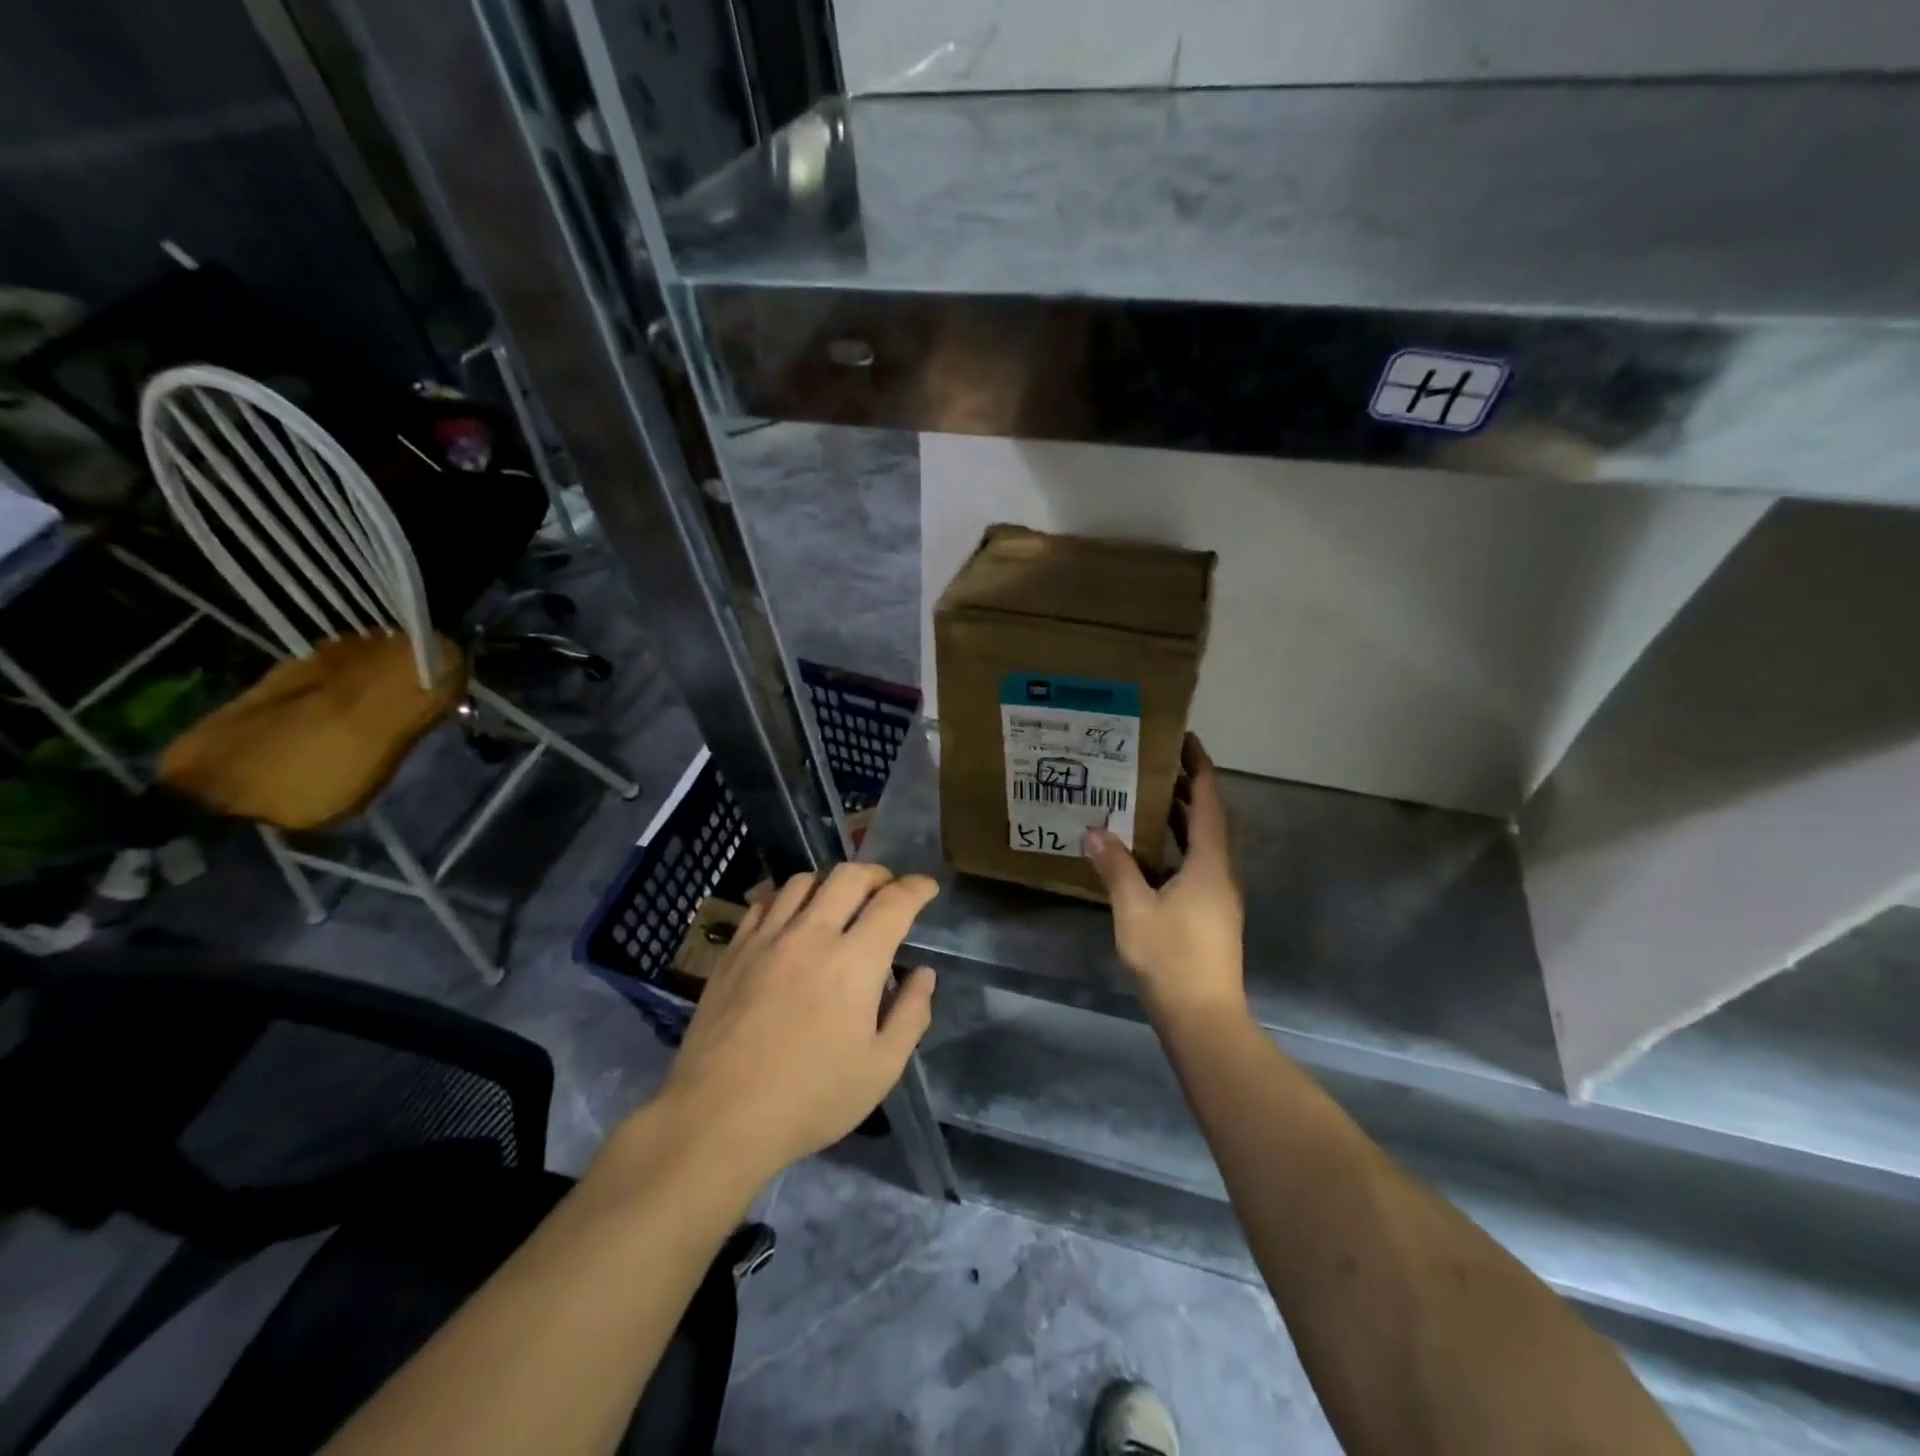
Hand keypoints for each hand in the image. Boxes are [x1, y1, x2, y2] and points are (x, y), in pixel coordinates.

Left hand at [657, 864, 937, 1181]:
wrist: (719, 1117)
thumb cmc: (811, 1099)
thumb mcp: (881, 1068)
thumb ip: (912, 1014)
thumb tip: (923, 973)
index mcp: (855, 961)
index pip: (894, 903)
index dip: (917, 888)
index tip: (927, 888)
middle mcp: (811, 934)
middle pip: (849, 876)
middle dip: (877, 875)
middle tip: (887, 891)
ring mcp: (767, 938)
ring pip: (804, 881)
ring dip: (831, 884)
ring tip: (839, 903)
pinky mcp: (733, 951)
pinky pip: (764, 903)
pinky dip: (787, 899)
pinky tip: (791, 919)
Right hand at [1084, 734, 1245, 1025]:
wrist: (1203, 1018)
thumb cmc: (1171, 958)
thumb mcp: (1134, 909)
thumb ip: (1115, 866)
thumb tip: (1095, 830)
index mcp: (1208, 863)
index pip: (1208, 802)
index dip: (1199, 768)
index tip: (1185, 740)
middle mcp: (1220, 873)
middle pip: (1209, 820)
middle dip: (1187, 789)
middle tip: (1154, 765)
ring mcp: (1218, 896)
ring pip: (1202, 845)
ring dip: (1180, 820)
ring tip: (1146, 799)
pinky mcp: (1210, 915)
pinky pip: (1194, 866)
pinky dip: (1175, 848)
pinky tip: (1147, 854)